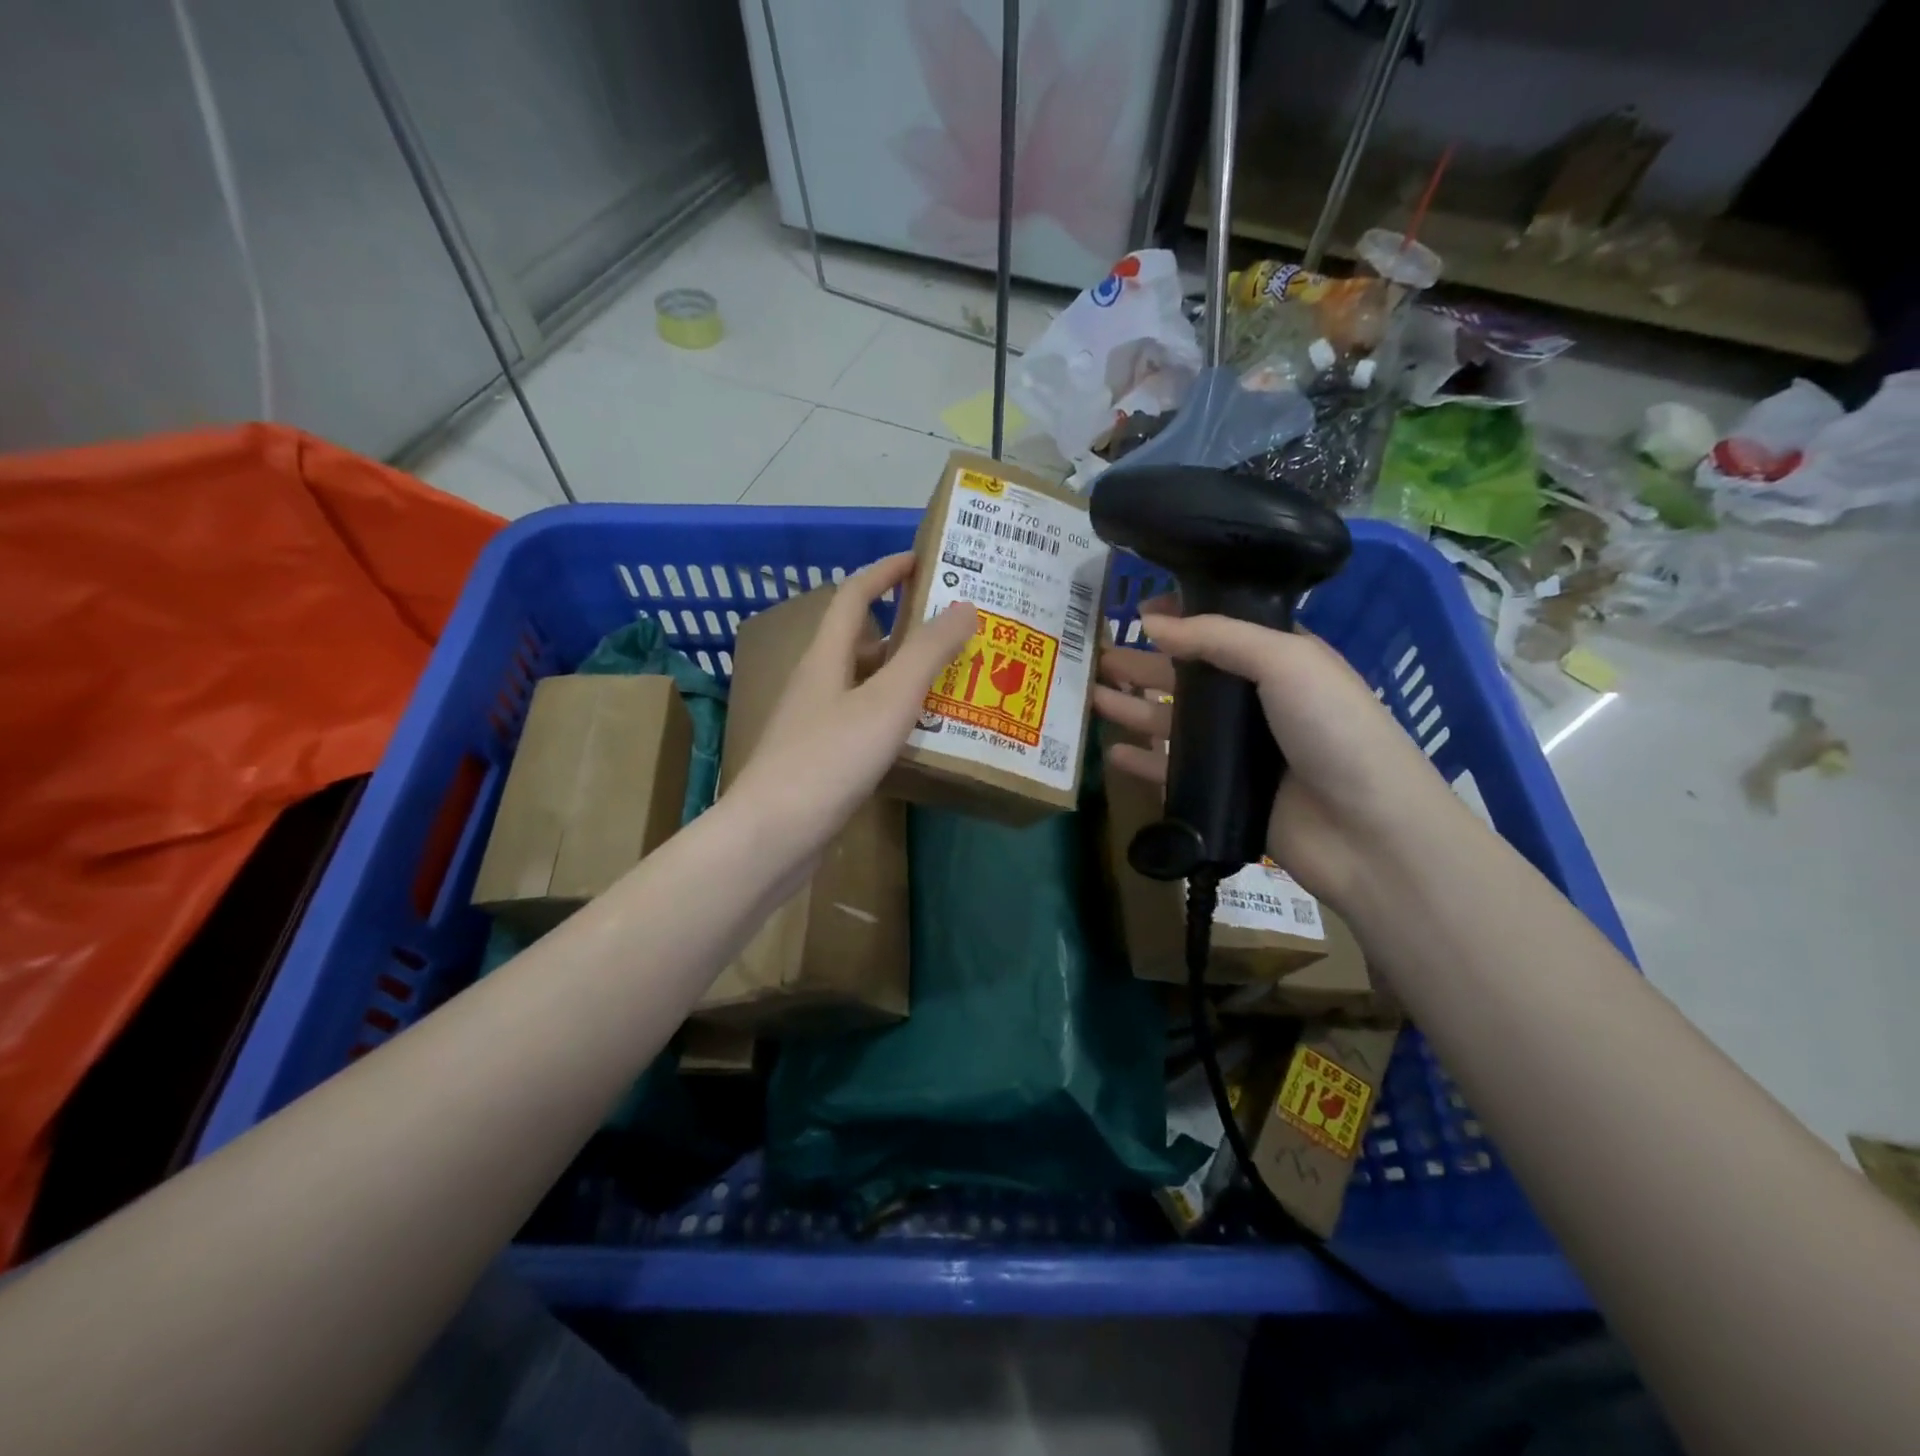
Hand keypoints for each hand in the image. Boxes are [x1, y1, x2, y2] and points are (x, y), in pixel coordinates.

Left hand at [729, 552, 973, 859]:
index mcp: (826, 657)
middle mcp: (818, 682)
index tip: (925, 559)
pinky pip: (866, 722)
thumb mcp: (887, 701)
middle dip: (907, 628)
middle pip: (864, 641)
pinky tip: (924, 734)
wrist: (773, 836)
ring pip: (867, 685)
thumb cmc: (829, 759)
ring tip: (956, 679)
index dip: (886, 571)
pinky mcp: (823, 759)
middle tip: (958, 630)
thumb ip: (927, 654)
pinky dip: (896, 717)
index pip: (855, 595)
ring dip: (906, 676)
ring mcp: (817, 723)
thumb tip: (964, 606)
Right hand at [1093, 600, 1459, 907]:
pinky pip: (1171, 771)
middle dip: (1143, 664)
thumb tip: (1150, 622)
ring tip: (1091, 697)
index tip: (1135, 612)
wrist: (1367, 829)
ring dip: (1133, 708)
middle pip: (1187, 677)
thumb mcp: (1285, 661)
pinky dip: (1142, 761)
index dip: (1180, 618)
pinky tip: (1111, 752)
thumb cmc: (1334, 729)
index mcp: (1278, 661)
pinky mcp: (1222, 793)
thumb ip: (1217, 637)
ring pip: (1172, 722)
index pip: (1220, 630)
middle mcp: (1255, 702)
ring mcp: (1237, 751)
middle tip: (1097, 657)